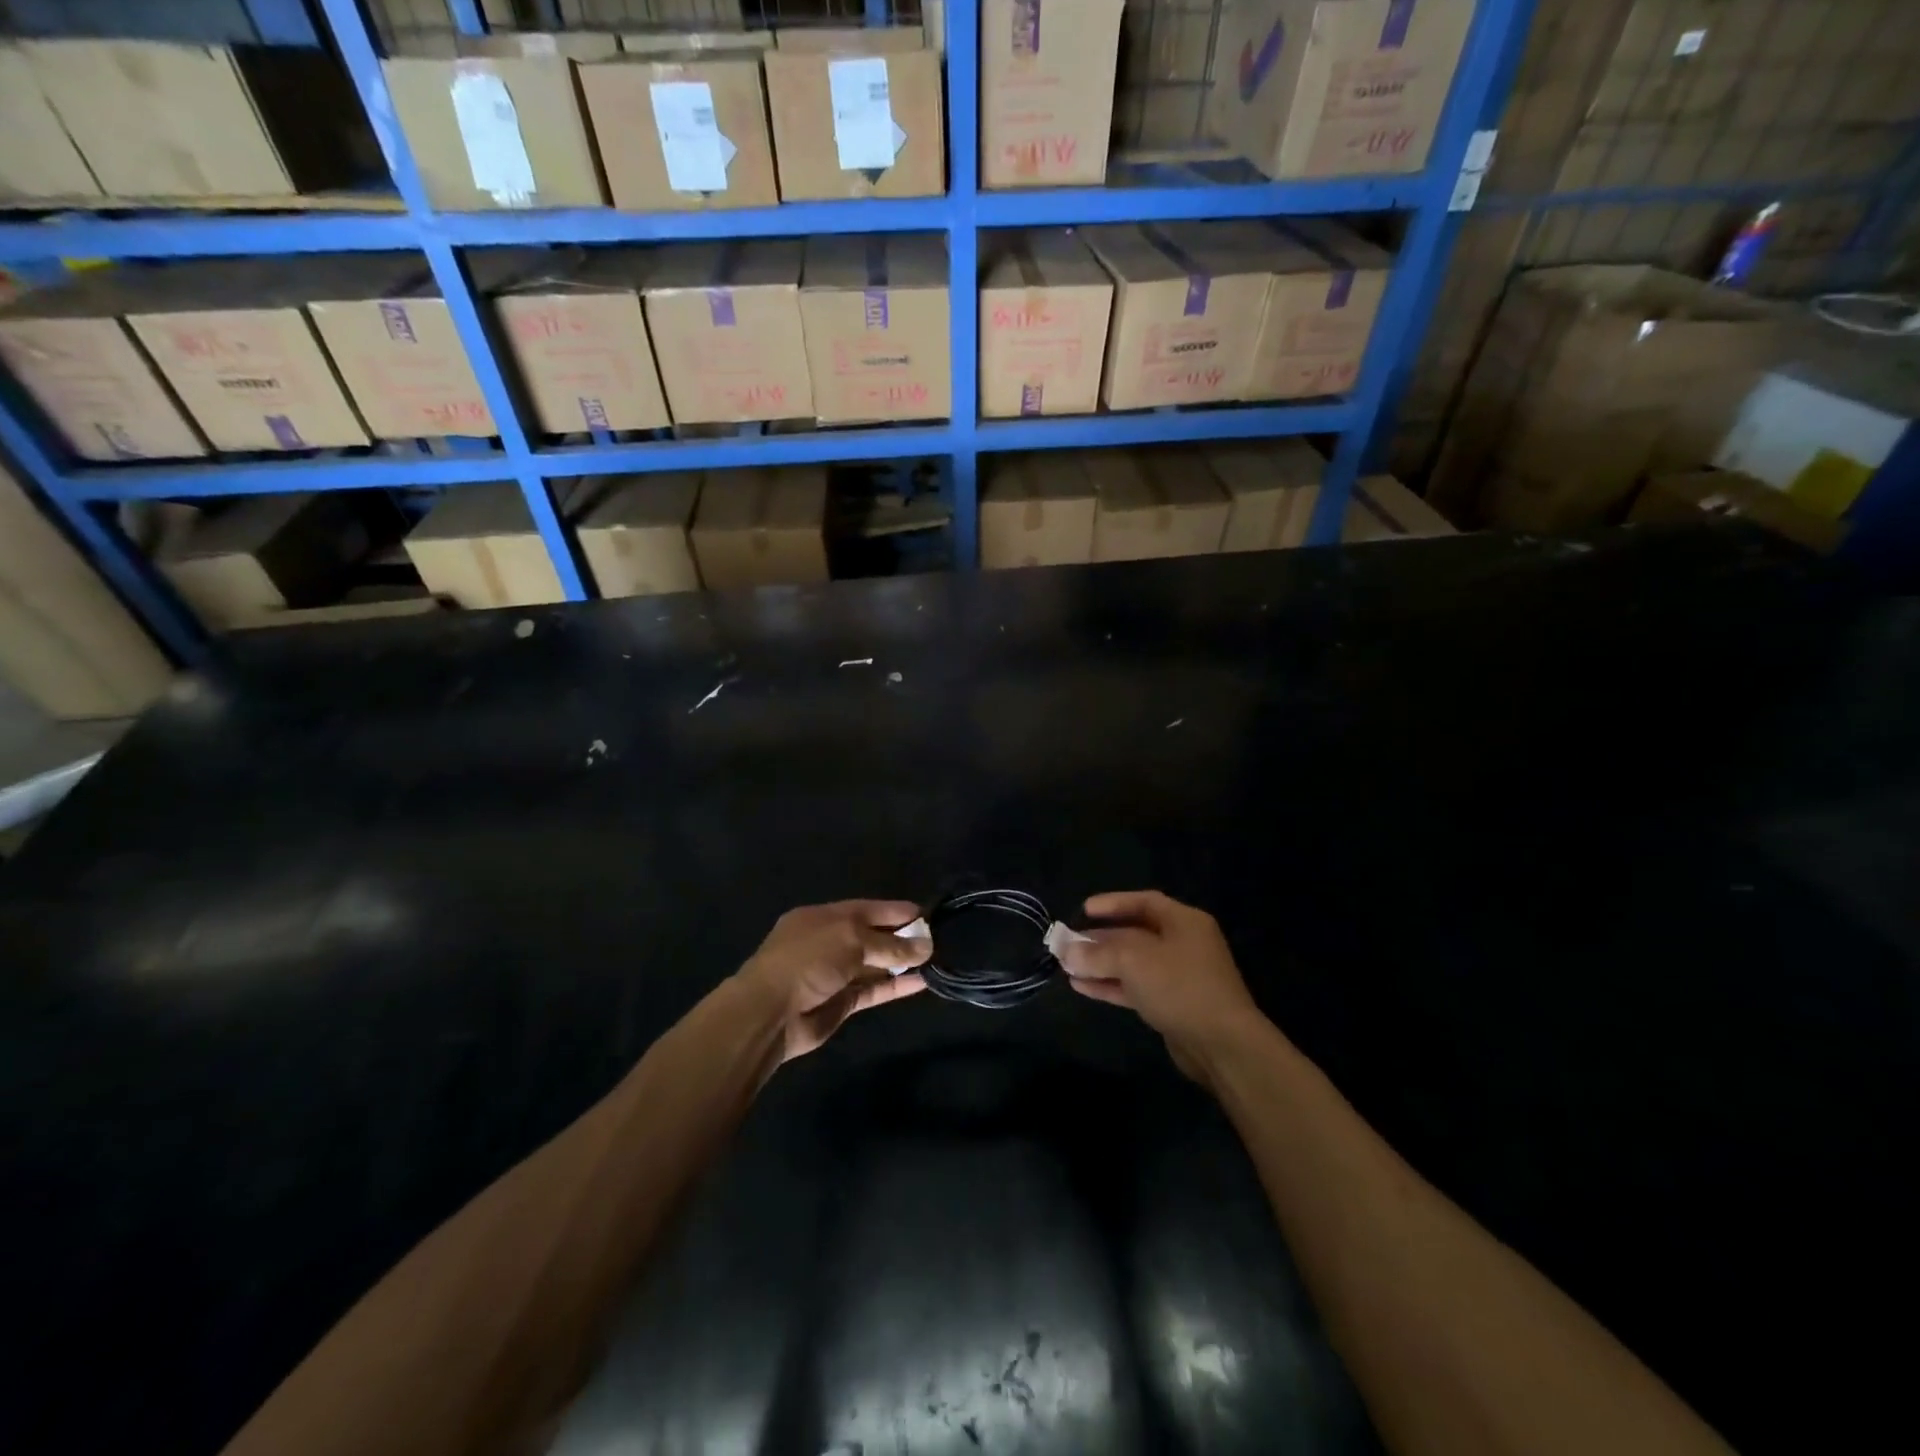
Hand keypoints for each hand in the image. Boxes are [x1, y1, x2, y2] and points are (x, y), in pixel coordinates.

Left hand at [736, 900, 932, 1064]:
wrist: (770, 1014)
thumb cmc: (808, 961)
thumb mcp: (851, 940)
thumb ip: (890, 944)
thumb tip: (926, 946)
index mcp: (826, 917)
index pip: (870, 909)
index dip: (898, 911)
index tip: (929, 915)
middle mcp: (831, 941)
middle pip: (874, 935)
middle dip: (903, 937)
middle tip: (939, 939)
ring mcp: (836, 973)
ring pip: (875, 964)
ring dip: (903, 963)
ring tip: (937, 960)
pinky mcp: (842, 1002)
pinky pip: (874, 990)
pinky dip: (896, 986)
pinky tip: (922, 983)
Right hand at [1060, 890, 1266, 1085]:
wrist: (1222, 1045)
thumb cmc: (1180, 986)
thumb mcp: (1134, 961)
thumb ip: (1098, 953)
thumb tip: (1068, 951)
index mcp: (1184, 922)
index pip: (1144, 902)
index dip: (1112, 904)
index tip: (1084, 910)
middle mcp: (1183, 944)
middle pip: (1135, 934)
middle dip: (1100, 939)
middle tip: (1068, 943)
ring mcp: (1179, 977)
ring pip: (1133, 964)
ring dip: (1101, 964)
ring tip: (1067, 966)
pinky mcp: (1172, 1006)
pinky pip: (1136, 988)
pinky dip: (1111, 985)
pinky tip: (1081, 986)